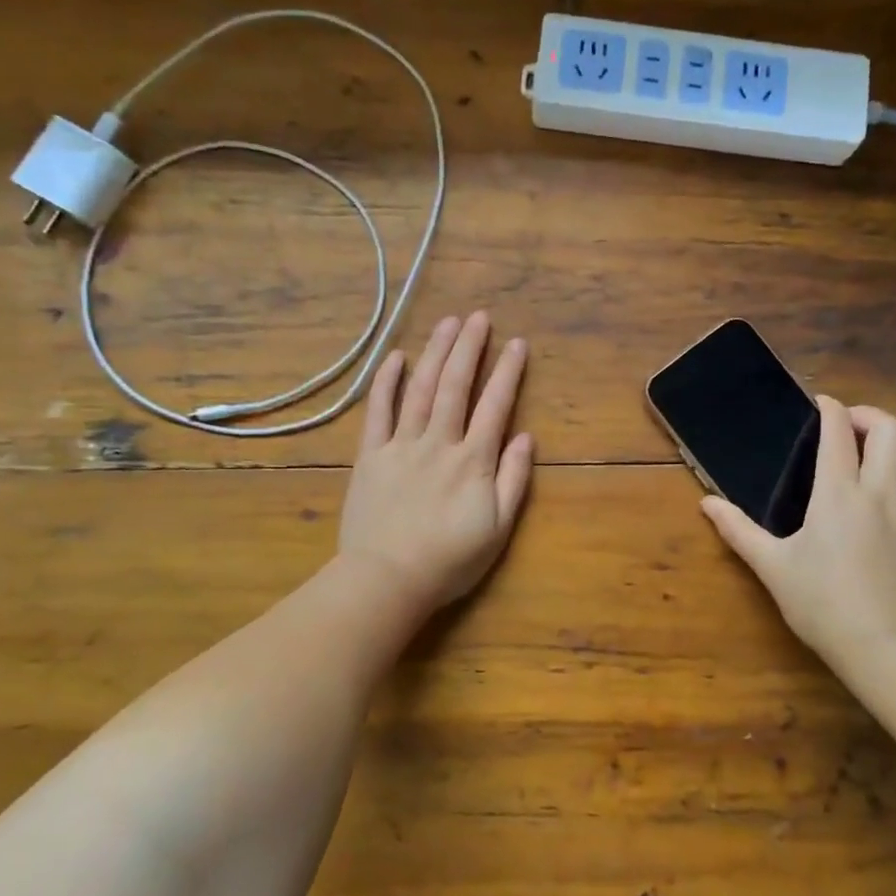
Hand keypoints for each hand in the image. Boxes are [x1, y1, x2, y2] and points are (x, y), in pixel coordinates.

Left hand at [337, 312, 533, 613]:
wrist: (387, 579)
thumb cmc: (449, 560)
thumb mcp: (497, 528)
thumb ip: (513, 480)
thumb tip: (525, 436)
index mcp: (473, 460)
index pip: (495, 405)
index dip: (507, 372)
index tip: (517, 343)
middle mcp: (439, 442)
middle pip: (456, 386)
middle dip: (469, 348)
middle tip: (479, 316)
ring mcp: (401, 445)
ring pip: (421, 390)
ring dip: (435, 353)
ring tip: (448, 323)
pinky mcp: (370, 455)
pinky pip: (378, 411)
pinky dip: (386, 382)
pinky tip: (395, 358)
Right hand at [701, 396, 895, 673]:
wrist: (884, 647)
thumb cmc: (821, 604)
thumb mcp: (772, 567)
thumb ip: (738, 530)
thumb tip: (706, 503)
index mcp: (837, 493)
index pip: (839, 431)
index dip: (830, 408)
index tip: (820, 404)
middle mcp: (880, 491)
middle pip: (892, 429)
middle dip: (870, 416)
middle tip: (850, 426)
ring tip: (880, 450)